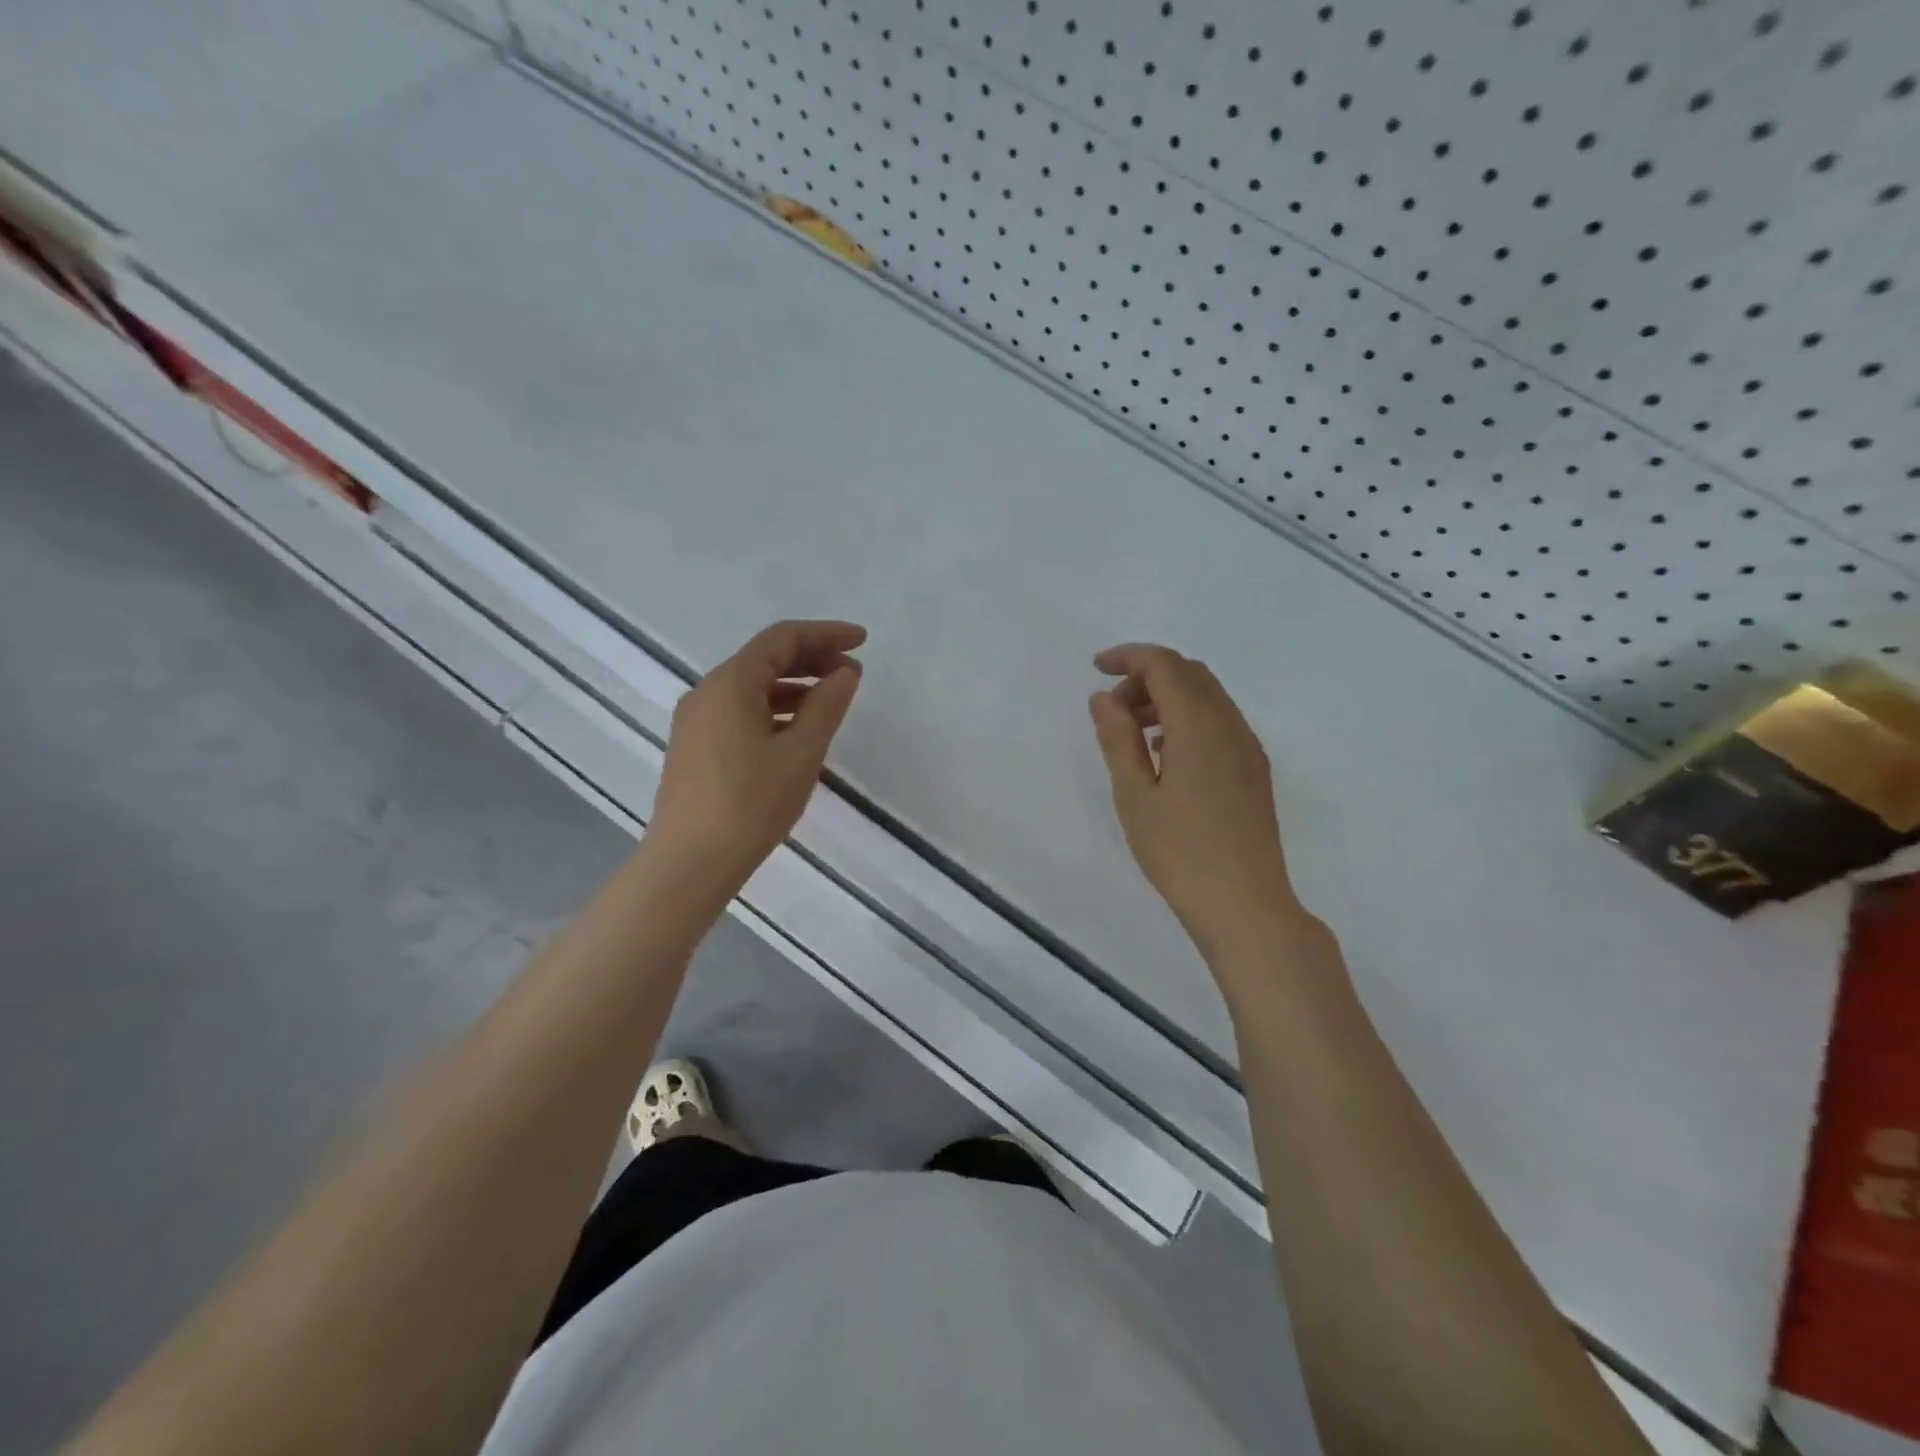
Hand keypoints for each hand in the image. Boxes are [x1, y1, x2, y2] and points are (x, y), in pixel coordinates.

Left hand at [650, 620, 865, 888]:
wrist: (690, 863)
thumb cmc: (751, 804)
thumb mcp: (801, 753)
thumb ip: (827, 706)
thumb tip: (845, 673)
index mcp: (730, 683)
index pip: (782, 639)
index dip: (826, 634)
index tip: (863, 642)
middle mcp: (707, 692)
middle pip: (764, 659)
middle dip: (812, 659)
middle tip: (852, 673)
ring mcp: (696, 721)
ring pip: (752, 688)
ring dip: (795, 686)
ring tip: (832, 702)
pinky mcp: (695, 748)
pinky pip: (740, 712)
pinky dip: (774, 710)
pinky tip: (797, 732)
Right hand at [1089, 644, 1302, 958]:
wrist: (1245, 905)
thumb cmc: (1180, 852)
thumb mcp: (1135, 796)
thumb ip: (1117, 740)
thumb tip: (1102, 699)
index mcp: (1199, 726)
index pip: (1165, 665)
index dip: (1129, 657)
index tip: (1096, 668)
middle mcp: (1230, 725)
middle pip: (1189, 674)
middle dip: (1147, 677)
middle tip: (1111, 710)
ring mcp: (1247, 748)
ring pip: (1207, 697)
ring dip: (1167, 699)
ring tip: (1132, 735)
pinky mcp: (1253, 770)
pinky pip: (1218, 722)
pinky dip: (1187, 719)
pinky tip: (1164, 756)